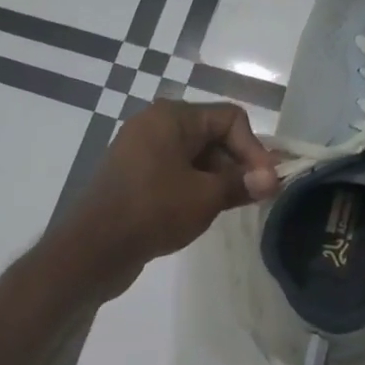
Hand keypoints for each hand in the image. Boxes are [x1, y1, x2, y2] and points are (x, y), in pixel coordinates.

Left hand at [59, 100, 278, 297]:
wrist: (93, 248)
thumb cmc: (153, 211)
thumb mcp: (205, 196)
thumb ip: (241, 183)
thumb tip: (271, 179)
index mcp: (171, 117)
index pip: (230, 118)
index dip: (254, 148)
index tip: (266, 184)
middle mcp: (154, 124)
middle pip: (212, 134)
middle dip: (237, 163)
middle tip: (256, 197)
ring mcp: (140, 150)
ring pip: (194, 156)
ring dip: (218, 177)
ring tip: (232, 206)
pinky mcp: (133, 175)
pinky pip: (175, 171)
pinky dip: (195, 186)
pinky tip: (203, 211)